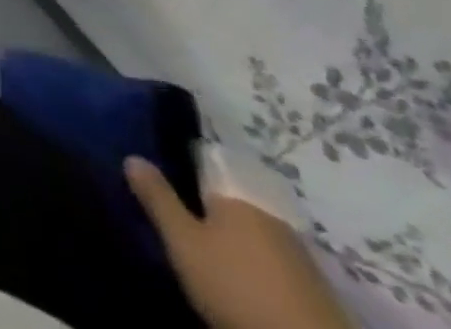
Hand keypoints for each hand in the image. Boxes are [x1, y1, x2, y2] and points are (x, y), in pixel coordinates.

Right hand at [126, 157, 352, 328]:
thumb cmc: (236, 286)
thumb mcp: (183, 242)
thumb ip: (158, 198)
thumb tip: (132, 156)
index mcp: (238, 198)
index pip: (208, 169)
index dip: (186, 172)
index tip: (168, 180)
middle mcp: (271, 218)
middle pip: (234, 205)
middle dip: (213, 211)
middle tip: (186, 223)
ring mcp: (301, 257)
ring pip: (257, 237)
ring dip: (238, 243)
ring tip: (214, 256)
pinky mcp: (318, 293)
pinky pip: (277, 266)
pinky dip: (260, 268)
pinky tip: (247, 282)